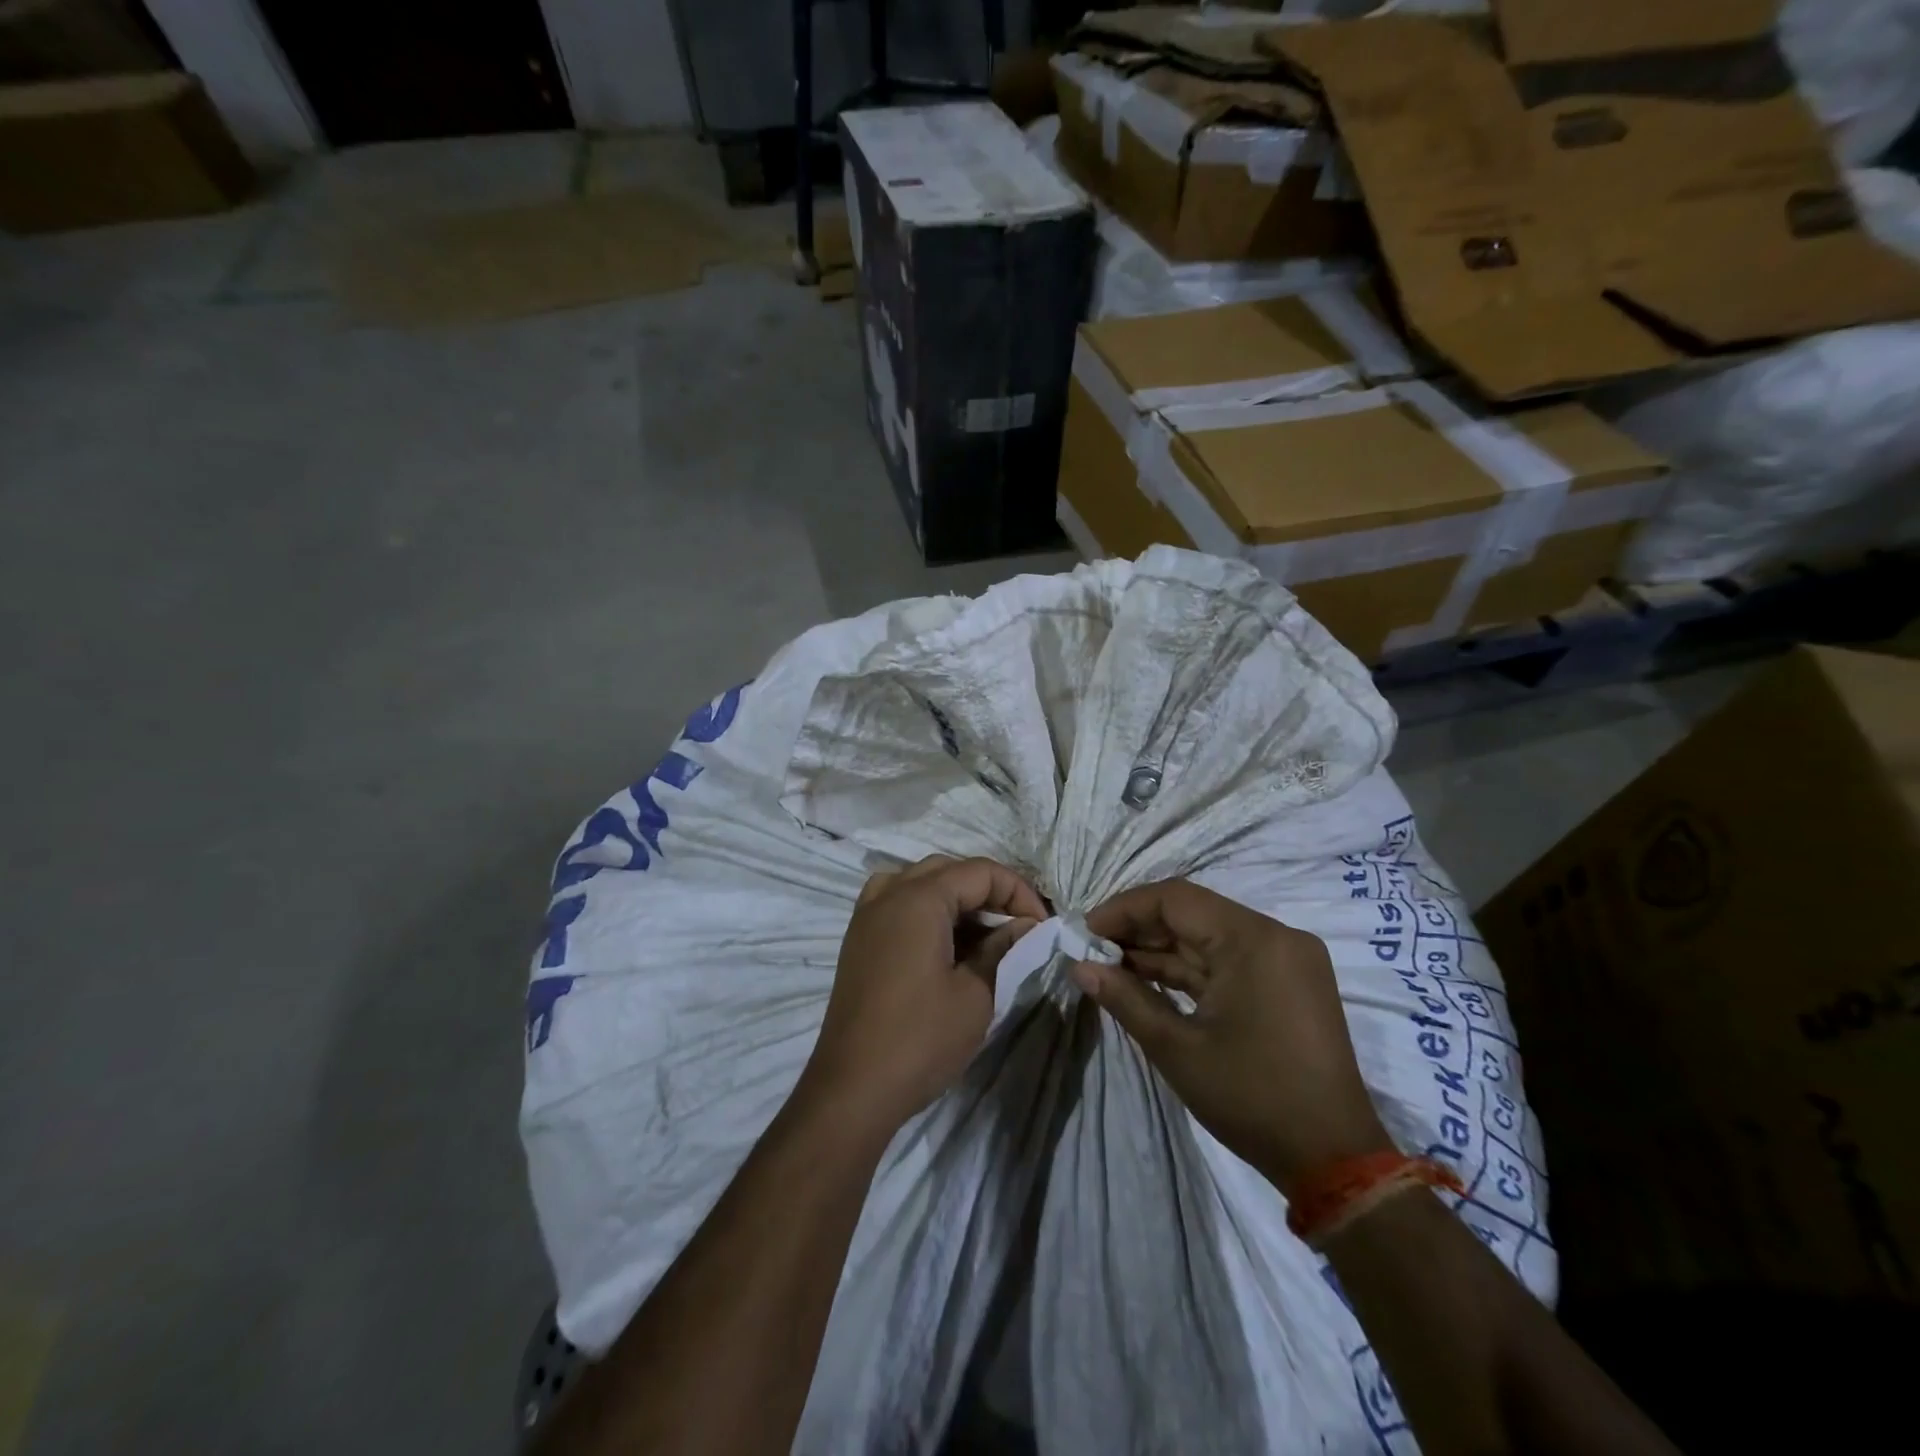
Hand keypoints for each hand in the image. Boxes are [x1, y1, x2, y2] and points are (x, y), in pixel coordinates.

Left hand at [804, 855, 1045, 1132]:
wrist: (852, 1089)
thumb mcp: (976, 994)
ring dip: (957, 897)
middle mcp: (889, 894)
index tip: (1042, 926)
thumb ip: (1003, 949)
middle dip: (990, 891)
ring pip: (920, 881)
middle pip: (949, 870)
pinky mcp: (858, 939)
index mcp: (918, 898)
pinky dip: (926, 908)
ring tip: (984, 931)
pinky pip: (896, 902)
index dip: (1018, 892)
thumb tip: (1026, 926)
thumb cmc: (920, 1039)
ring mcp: (867, 915)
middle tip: (1019, 926)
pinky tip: (944, 940)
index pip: (980, 871)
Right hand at [1074, 879, 1391, 1195]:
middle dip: (1139, 930)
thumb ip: (1125, 999)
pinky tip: (1147, 980)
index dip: (1124, 909)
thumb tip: (1079, 967)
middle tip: (1092, 950)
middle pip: (1193, 913)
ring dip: (1161, 950)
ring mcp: (1285, 959)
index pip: (1176, 899)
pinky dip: (1189, 969)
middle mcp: (1275, 936)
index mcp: (1254, 940)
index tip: (1085, 931)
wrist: (1334, 1160)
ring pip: (1208, 937)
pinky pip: (1228, 960)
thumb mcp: (1177, 1049)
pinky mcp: (1287, 982)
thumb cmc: (1252, 1098)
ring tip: (1110, 966)